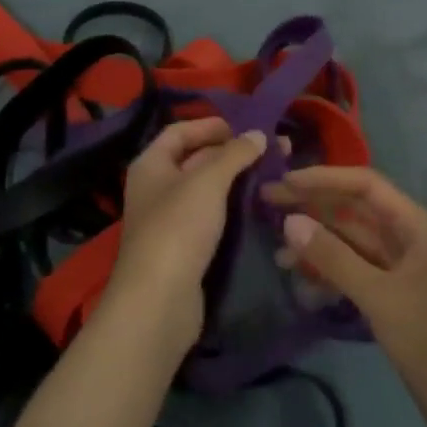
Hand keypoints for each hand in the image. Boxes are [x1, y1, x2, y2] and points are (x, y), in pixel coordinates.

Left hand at [105, 119, 266, 350]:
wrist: (160, 302)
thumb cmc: (178, 228)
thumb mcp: (207, 182)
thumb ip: (234, 154)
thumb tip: (258, 133)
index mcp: (150, 164)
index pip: (180, 131)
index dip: (211, 125)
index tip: (247, 127)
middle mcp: (156, 188)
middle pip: (196, 159)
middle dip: (234, 153)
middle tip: (275, 150)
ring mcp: (170, 221)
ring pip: (207, 191)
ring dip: (238, 181)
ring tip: (276, 175)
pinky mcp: (186, 249)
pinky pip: (212, 218)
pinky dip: (234, 209)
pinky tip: (261, 206)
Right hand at [264, 165, 426, 426]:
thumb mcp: (380, 297)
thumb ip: (334, 257)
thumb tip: (290, 221)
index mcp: (416, 225)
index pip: (365, 185)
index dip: (325, 178)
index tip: (286, 181)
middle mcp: (409, 237)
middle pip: (354, 210)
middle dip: (313, 206)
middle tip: (269, 202)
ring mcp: (401, 267)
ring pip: (351, 241)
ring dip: (317, 242)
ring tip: (278, 251)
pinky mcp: (393, 295)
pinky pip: (355, 270)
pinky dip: (329, 271)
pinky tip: (301, 280)